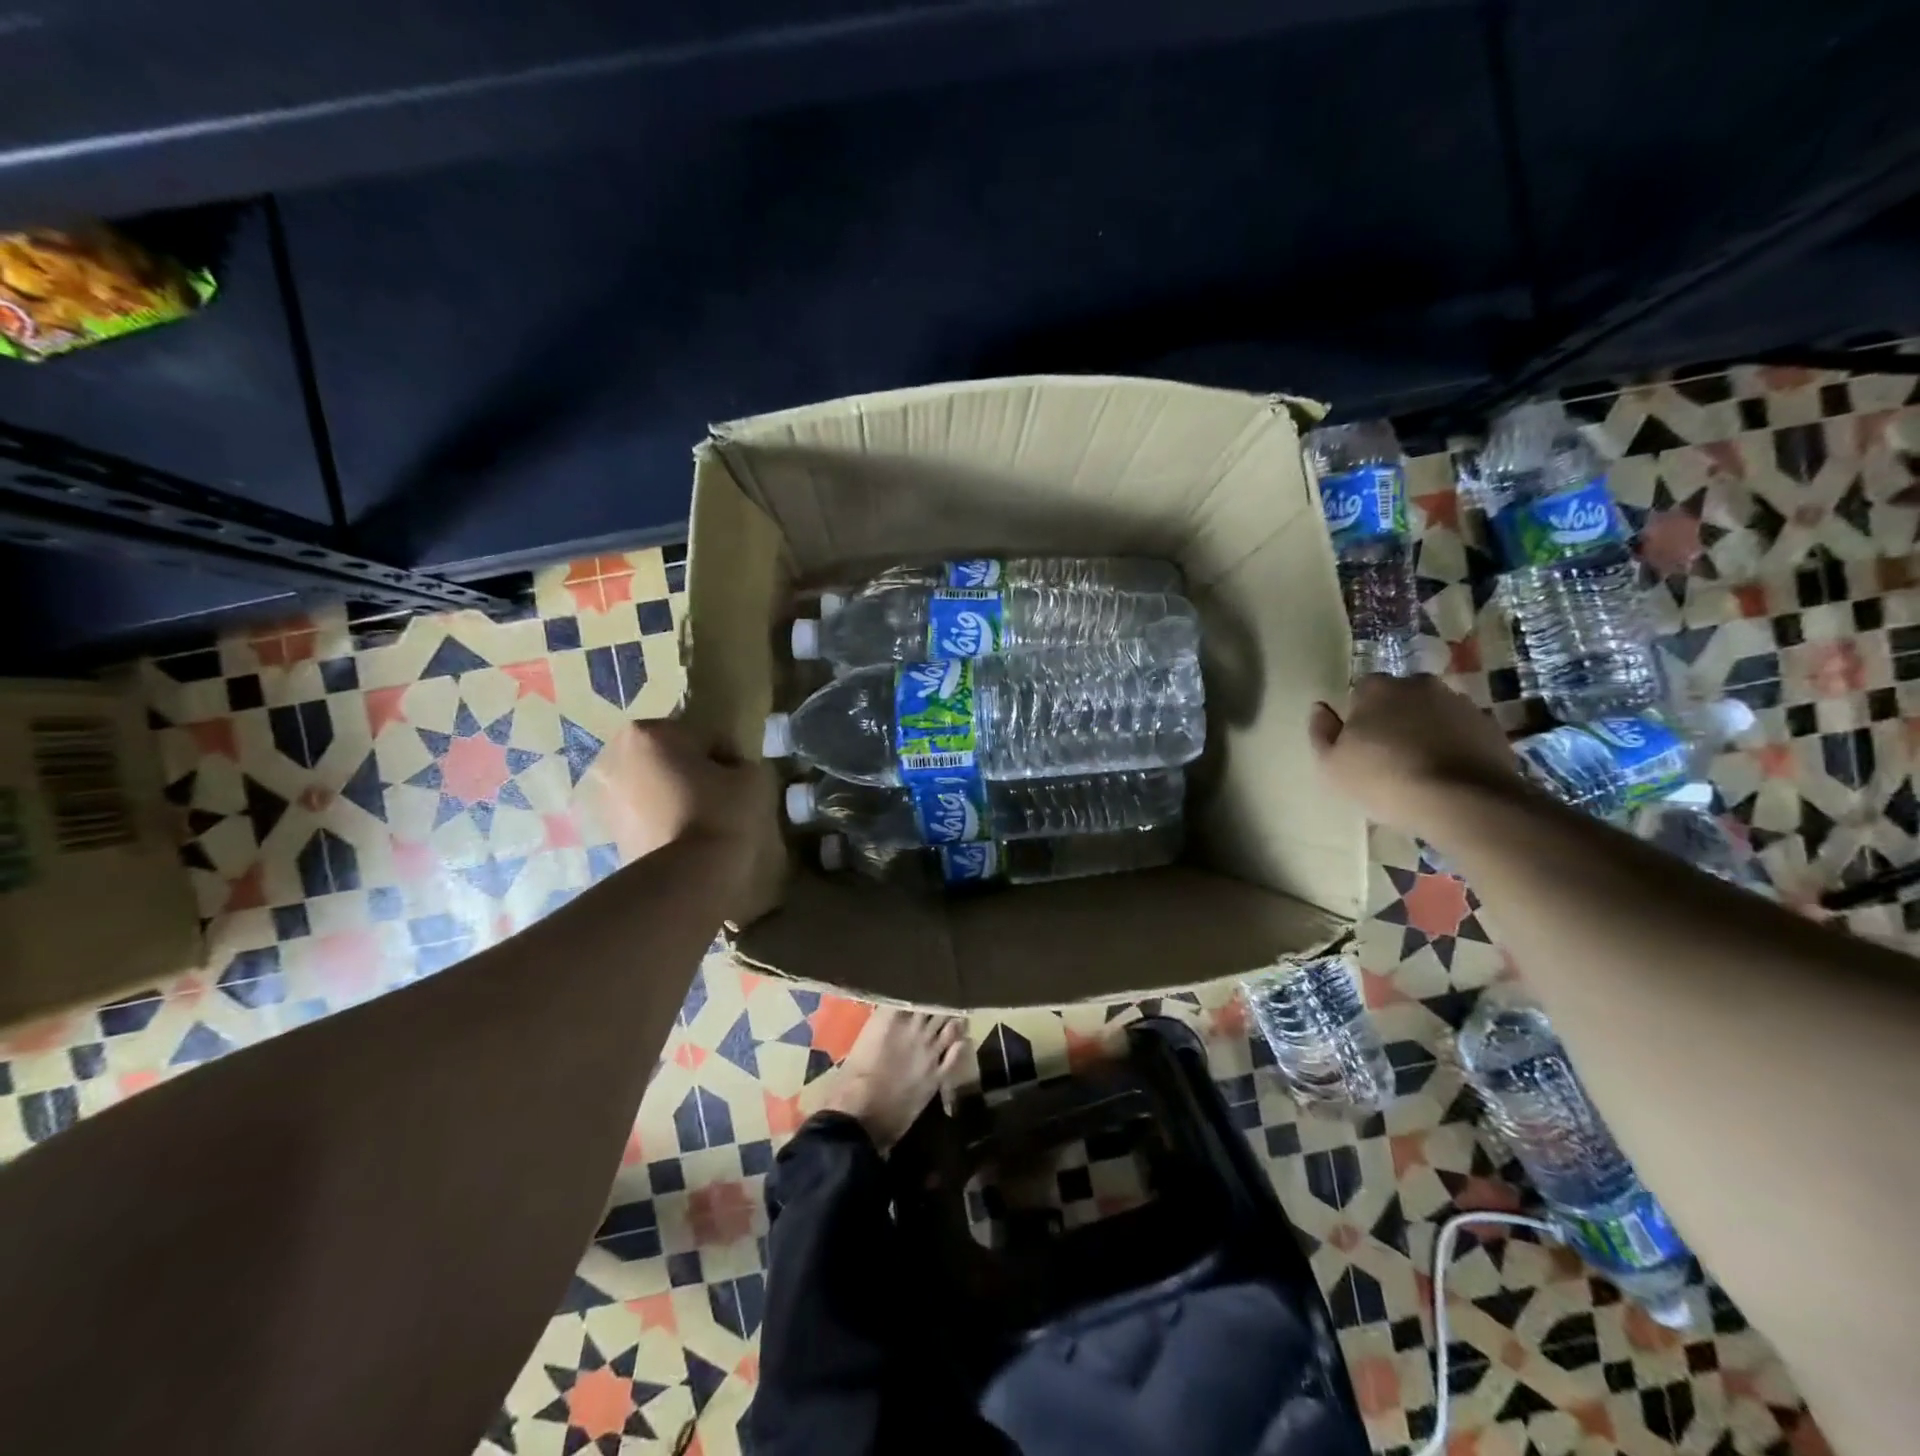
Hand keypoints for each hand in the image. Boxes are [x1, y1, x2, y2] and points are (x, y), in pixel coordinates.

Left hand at [584, 719, 767, 869]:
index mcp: (649, 732)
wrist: (688, 877)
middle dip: (693, 771)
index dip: (726, 755)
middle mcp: (615, 757)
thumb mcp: (754, 775)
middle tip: (721, 796)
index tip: (739, 778)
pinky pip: (646, 814)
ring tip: (703, 820)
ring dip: (675, 795)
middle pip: (671, 757)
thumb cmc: (721, 813)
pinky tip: (686, 838)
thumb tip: (732, 772)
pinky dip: (663, 820)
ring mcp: (605, 797)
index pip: (703, 735)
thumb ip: (741, 762)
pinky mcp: (608, 832)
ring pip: (656, 785)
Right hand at [1308, 674, 1524, 836]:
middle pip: (1400, 697)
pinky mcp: (1491, 727)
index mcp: (1377, 688)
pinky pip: (1463, 732)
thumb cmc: (1384, 779)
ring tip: (1421, 768)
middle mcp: (1420, 685)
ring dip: (1426, 730)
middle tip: (1388, 754)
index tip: (1359, 743)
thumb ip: (1320, 732)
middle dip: (1394, 717)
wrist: (1463, 802)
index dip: (1358, 716)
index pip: (1360, 691)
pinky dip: (1455, 746)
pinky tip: (1448, 775)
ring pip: (1433, 713)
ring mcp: (1460, 703)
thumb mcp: (1331, 765)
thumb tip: (1320, 708)